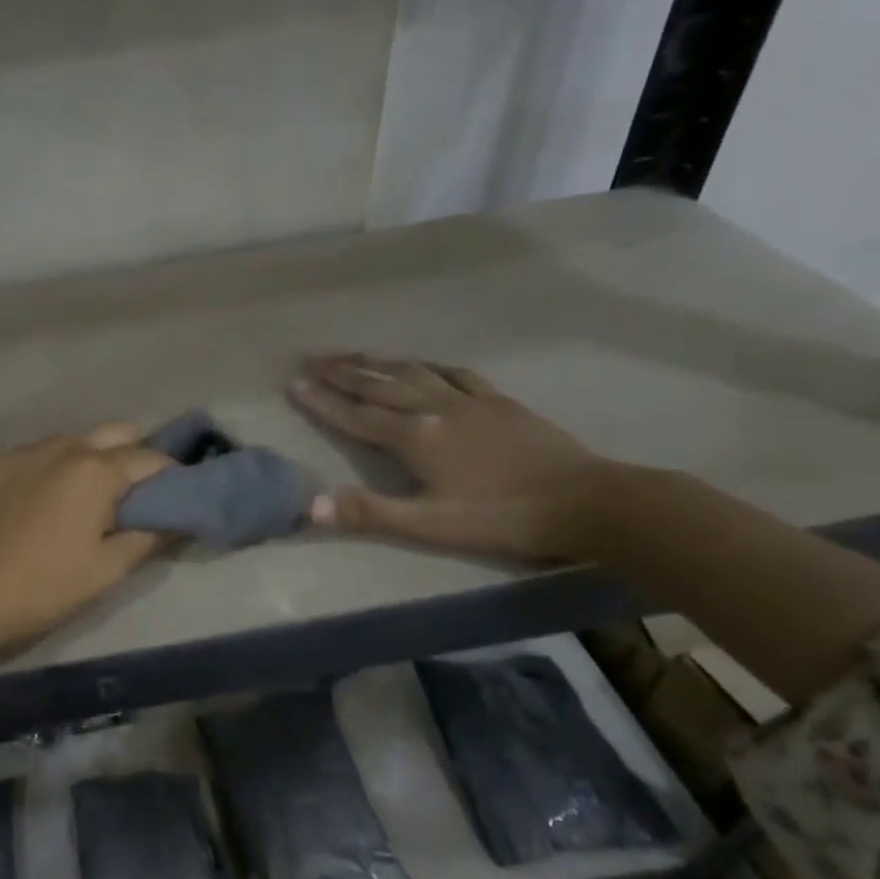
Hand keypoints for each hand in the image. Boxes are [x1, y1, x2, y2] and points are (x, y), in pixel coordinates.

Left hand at [0, 425, 173, 654]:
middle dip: (132, 453)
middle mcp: (61, 446)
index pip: (150, 458)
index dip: (170, 474)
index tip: (176, 493)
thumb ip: (145, 539)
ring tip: (81, 497)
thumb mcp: (104, 572)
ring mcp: (20, 450)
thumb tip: (171, 521)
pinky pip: (32, 455)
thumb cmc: (39, 587)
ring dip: (87, 459)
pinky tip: (34, 502)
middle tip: (132, 492)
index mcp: (95, 470)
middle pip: (113, 432)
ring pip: (69, 441)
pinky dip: (47, 469)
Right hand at [288, 354, 608, 560]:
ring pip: (413, 372)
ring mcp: (469, 400)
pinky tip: (423, 363)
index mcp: (415, 437)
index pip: (356, 415)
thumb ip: (370, 513)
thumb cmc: (501, 517)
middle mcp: (435, 408)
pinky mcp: (499, 401)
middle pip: (379, 385)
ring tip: (354, 354)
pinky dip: (430, 365)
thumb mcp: (430, 525)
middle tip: (312, 359)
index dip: (323, 401)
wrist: (585, 501)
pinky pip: (455, 373)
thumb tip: (310, 505)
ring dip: (379, 362)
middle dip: (342, 372)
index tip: (293, 383)